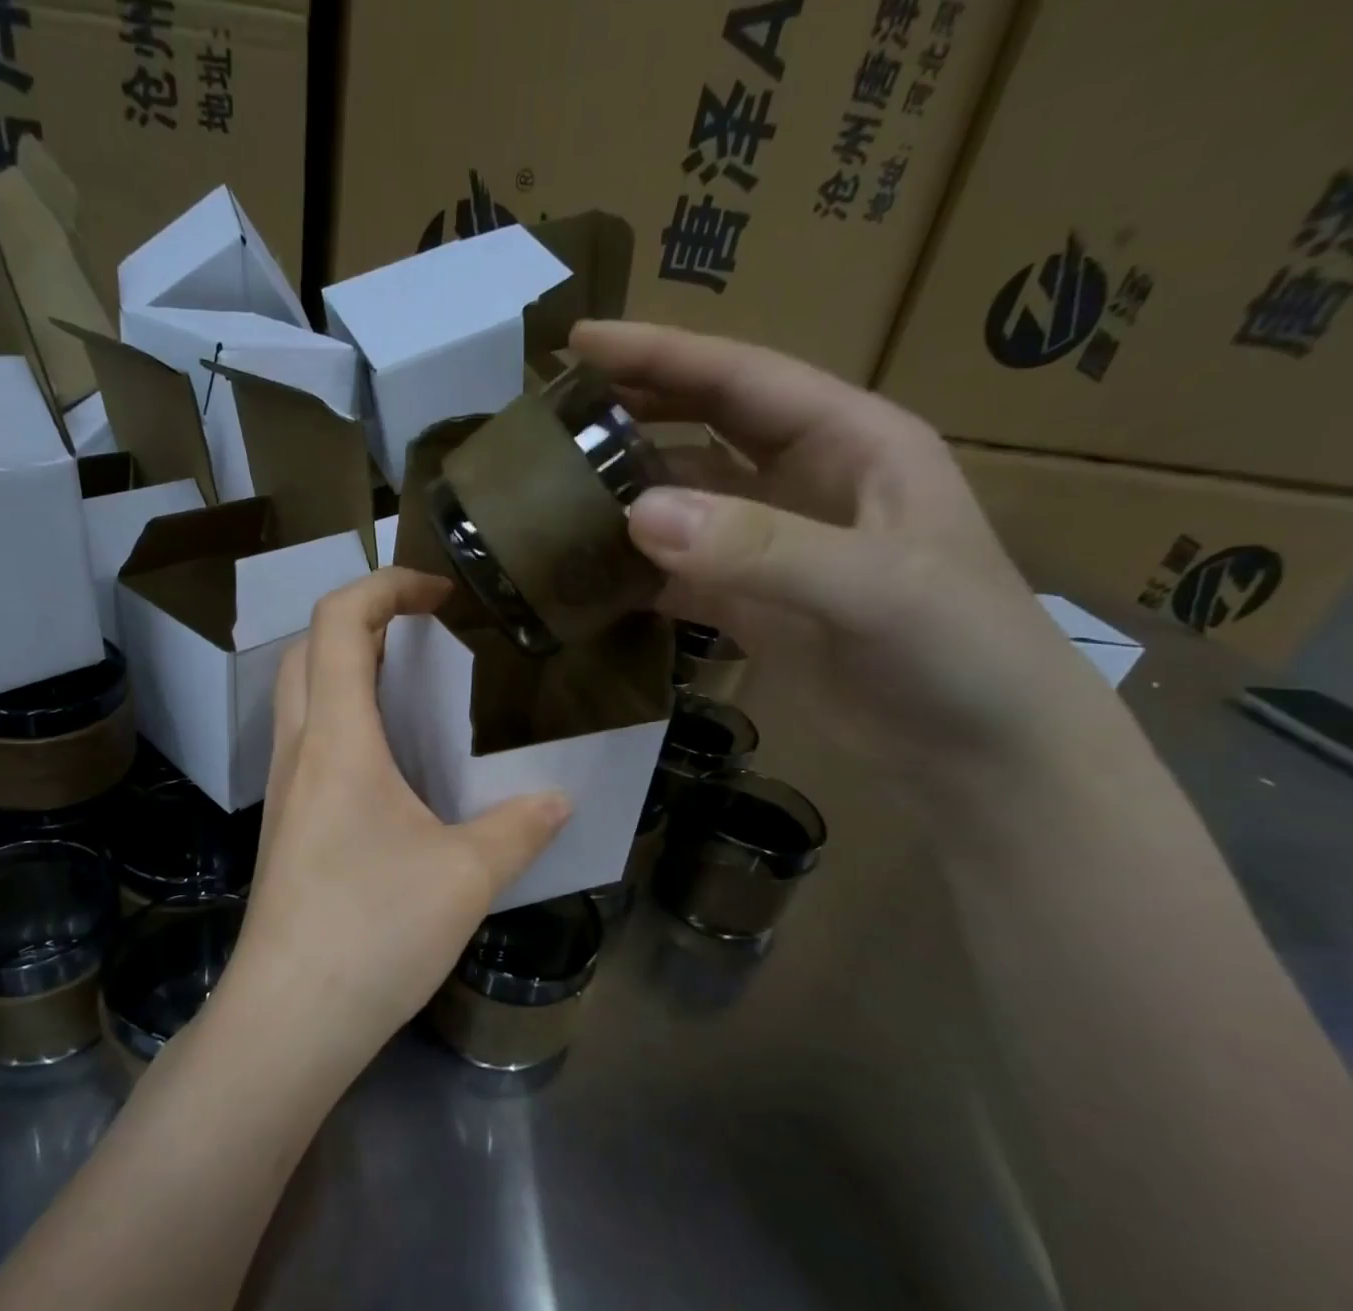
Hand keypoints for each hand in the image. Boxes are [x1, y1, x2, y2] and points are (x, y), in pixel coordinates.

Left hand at [222, 568, 569, 1072]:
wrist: (290, 1018)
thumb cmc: (373, 931)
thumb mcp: (466, 876)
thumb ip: (518, 828)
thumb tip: (558, 800)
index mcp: (336, 738)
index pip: (338, 620)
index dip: (385, 585)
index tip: (439, 593)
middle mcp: (298, 750)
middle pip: (308, 648)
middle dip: (363, 619)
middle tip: (426, 633)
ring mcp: (284, 789)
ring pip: (301, 695)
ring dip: (349, 668)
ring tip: (416, 686)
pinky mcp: (286, 826)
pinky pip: (308, 743)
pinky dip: (345, 720)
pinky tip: (393, 762)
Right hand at [571, 320, 1119, 781]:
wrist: (977, 751)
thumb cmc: (958, 650)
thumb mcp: (874, 586)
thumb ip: (758, 548)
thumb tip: (636, 514)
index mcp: (851, 441)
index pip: (740, 380)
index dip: (660, 355)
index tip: (578, 341)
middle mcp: (805, 483)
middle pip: (703, 430)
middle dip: (634, 411)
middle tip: (552, 412)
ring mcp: (773, 548)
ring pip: (683, 504)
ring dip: (625, 495)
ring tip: (552, 491)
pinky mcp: (751, 605)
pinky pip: (677, 573)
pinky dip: (635, 571)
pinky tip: (588, 572)